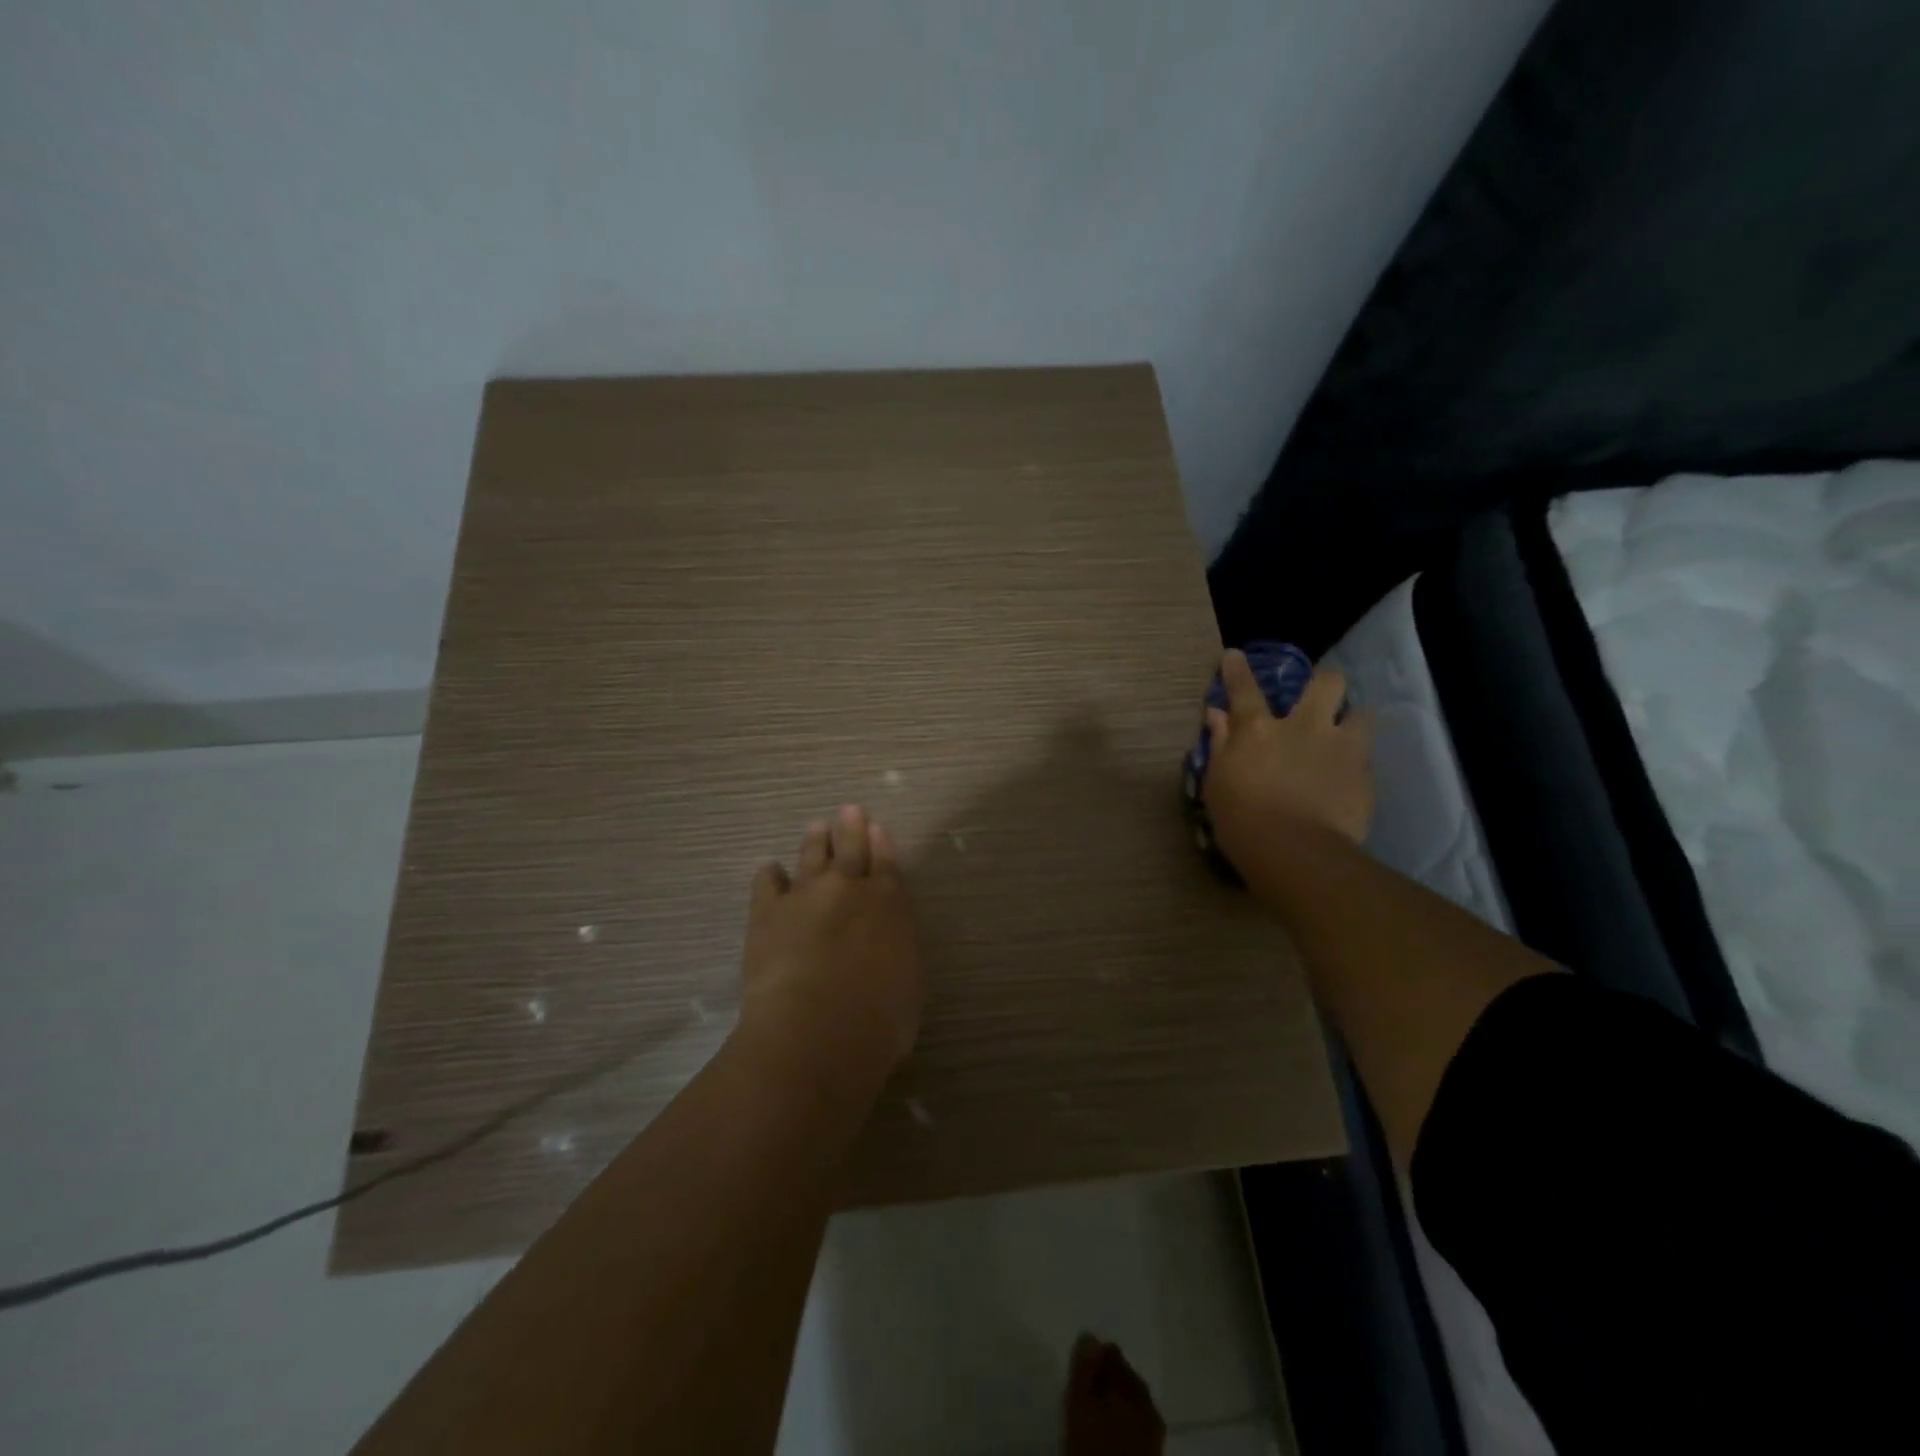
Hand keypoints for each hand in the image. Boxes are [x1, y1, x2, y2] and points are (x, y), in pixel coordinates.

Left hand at [738, 804, 926, 1074]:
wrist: (816, 1030)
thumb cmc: (879, 1019)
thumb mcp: (909, 982)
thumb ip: (898, 947)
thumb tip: (888, 937)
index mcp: (888, 903)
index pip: (887, 863)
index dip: (882, 843)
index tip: (877, 827)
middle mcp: (848, 889)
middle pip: (850, 848)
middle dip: (851, 827)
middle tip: (849, 809)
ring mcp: (804, 896)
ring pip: (810, 857)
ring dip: (814, 840)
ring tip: (815, 827)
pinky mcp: (767, 913)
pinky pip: (767, 883)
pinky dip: (770, 874)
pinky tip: (769, 870)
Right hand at [1202, 649, 1375, 865]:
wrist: (1295, 851)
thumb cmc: (1241, 818)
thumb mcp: (1217, 782)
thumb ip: (1221, 745)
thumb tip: (1216, 716)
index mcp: (1258, 729)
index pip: (1244, 689)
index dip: (1237, 670)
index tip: (1234, 655)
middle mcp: (1303, 727)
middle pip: (1326, 684)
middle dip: (1324, 682)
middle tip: (1319, 697)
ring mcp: (1340, 748)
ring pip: (1362, 714)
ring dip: (1353, 721)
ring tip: (1346, 736)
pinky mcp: (1364, 775)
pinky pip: (1366, 758)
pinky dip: (1356, 763)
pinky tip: (1348, 779)